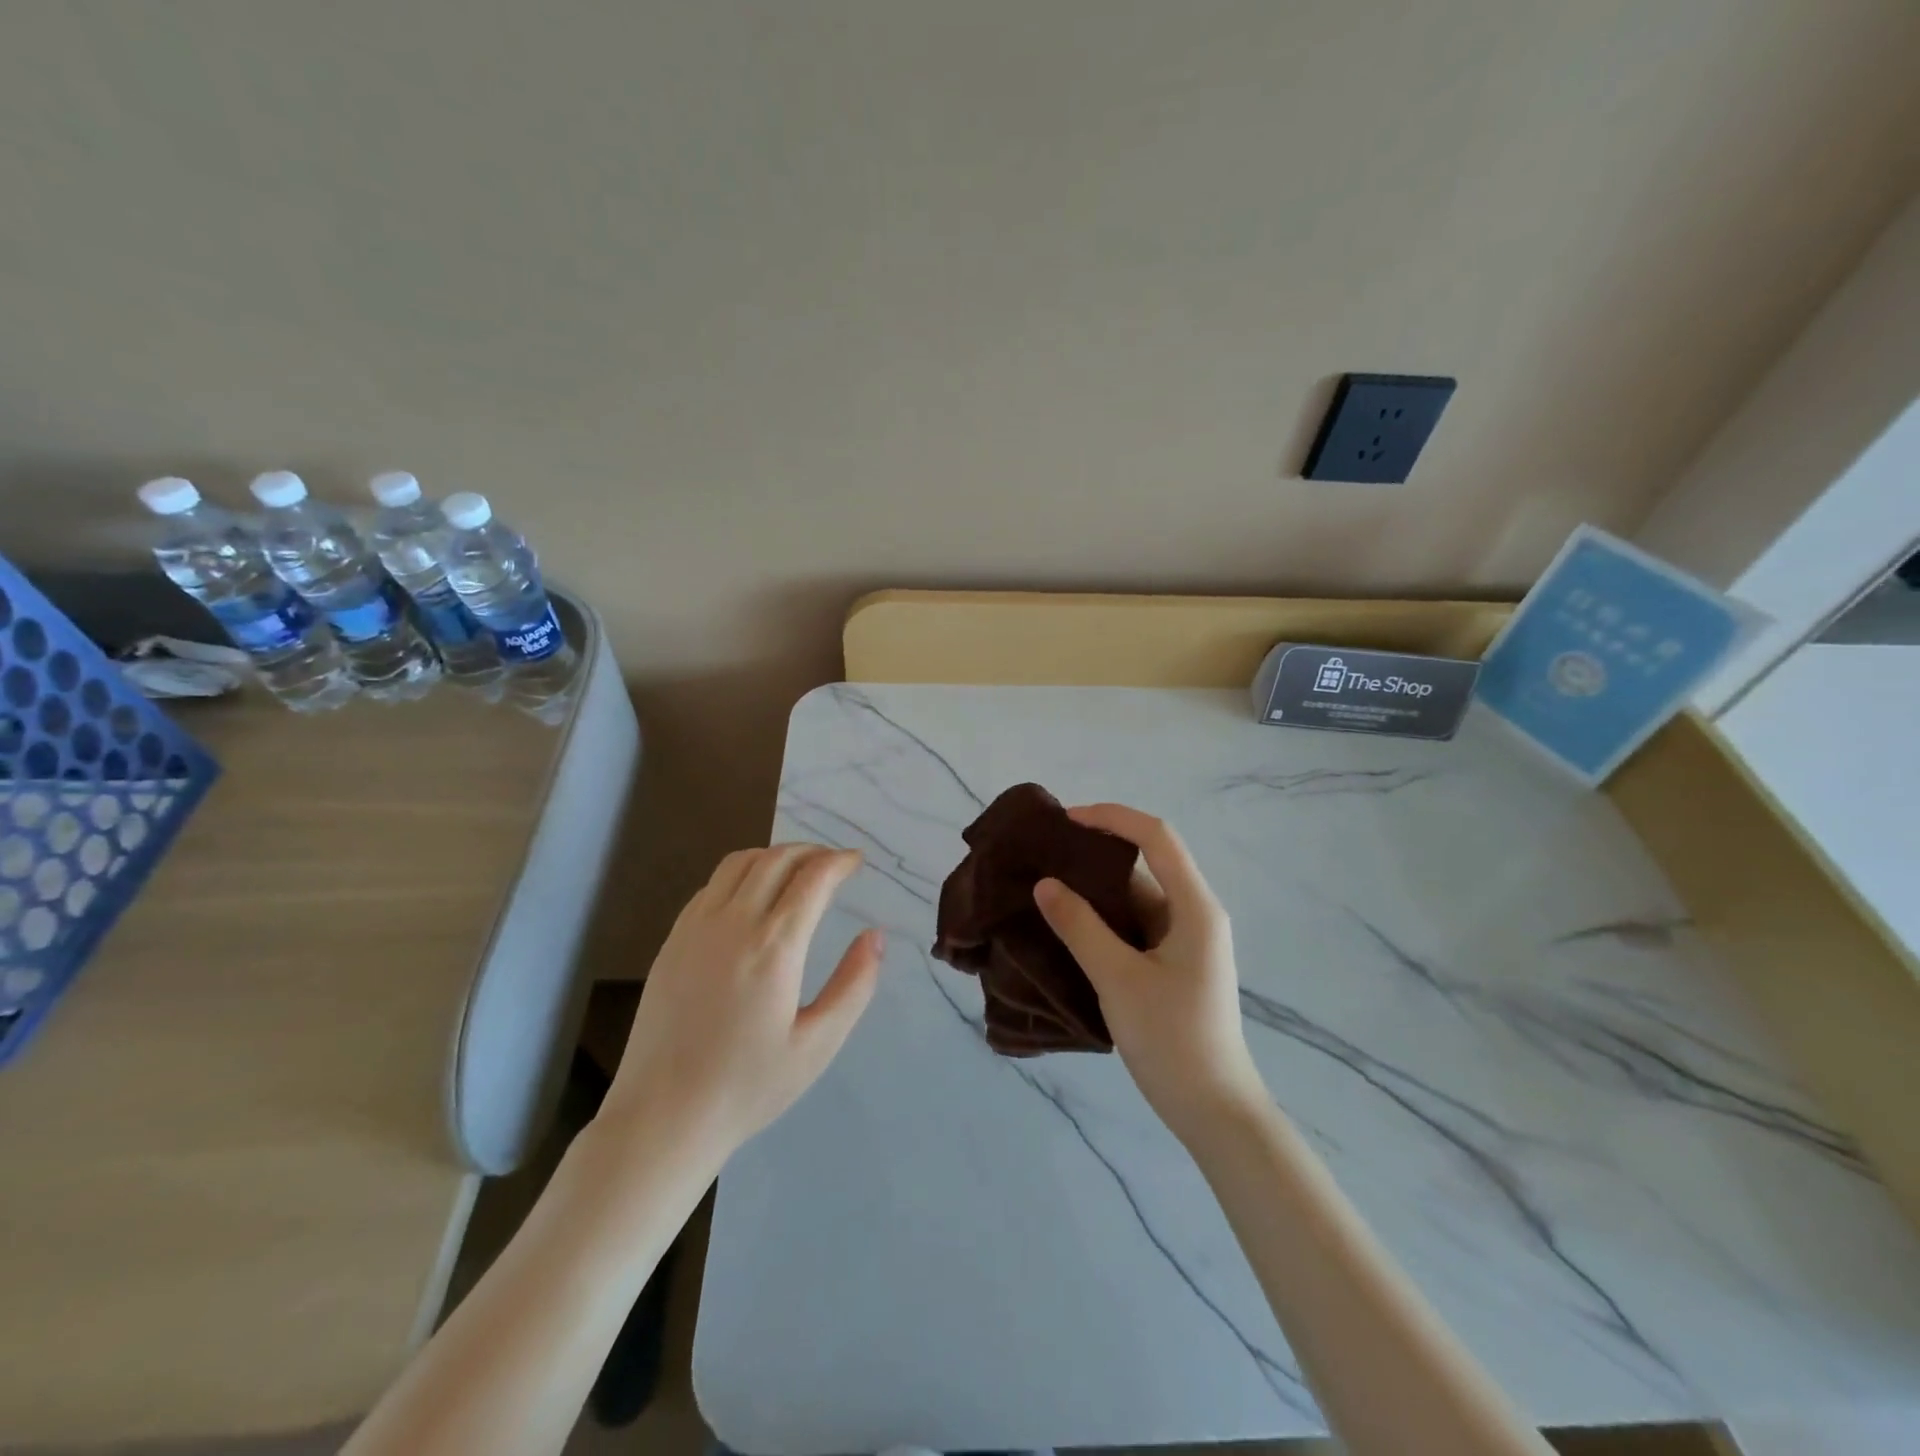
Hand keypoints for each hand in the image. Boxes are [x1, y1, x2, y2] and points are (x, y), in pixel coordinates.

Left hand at [598, 845, 883, 1172]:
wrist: (662, 1116)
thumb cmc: (748, 1086)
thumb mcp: (818, 1045)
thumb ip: (854, 985)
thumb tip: (875, 936)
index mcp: (773, 947)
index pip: (813, 878)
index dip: (839, 861)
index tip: (856, 861)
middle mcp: (733, 923)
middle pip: (776, 859)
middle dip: (811, 852)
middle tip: (833, 863)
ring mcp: (696, 928)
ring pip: (739, 863)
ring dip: (775, 855)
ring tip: (796, 871)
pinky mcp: (673, 940)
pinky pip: (711, 885)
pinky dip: (741, 873)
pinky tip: (752, 896)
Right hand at [1033, 804, 1268, 1145]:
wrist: (1213, 1110)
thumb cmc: (1171, 1039)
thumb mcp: (1117, 978)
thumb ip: (1079, 926)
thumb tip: (1045, 884)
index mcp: (1194, 907)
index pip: (1156, 837)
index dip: (1112, 818)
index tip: (1066, 821)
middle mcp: (1194, 913)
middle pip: (1146, 863)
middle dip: (1096, 852)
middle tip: (1046, 854)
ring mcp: (1184, 940)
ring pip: (1136, 897)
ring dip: (1096, 889)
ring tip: (1046, 885)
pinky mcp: (1172, 963)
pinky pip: (1134, 925)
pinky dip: (1102, 918)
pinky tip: (1067, 924)